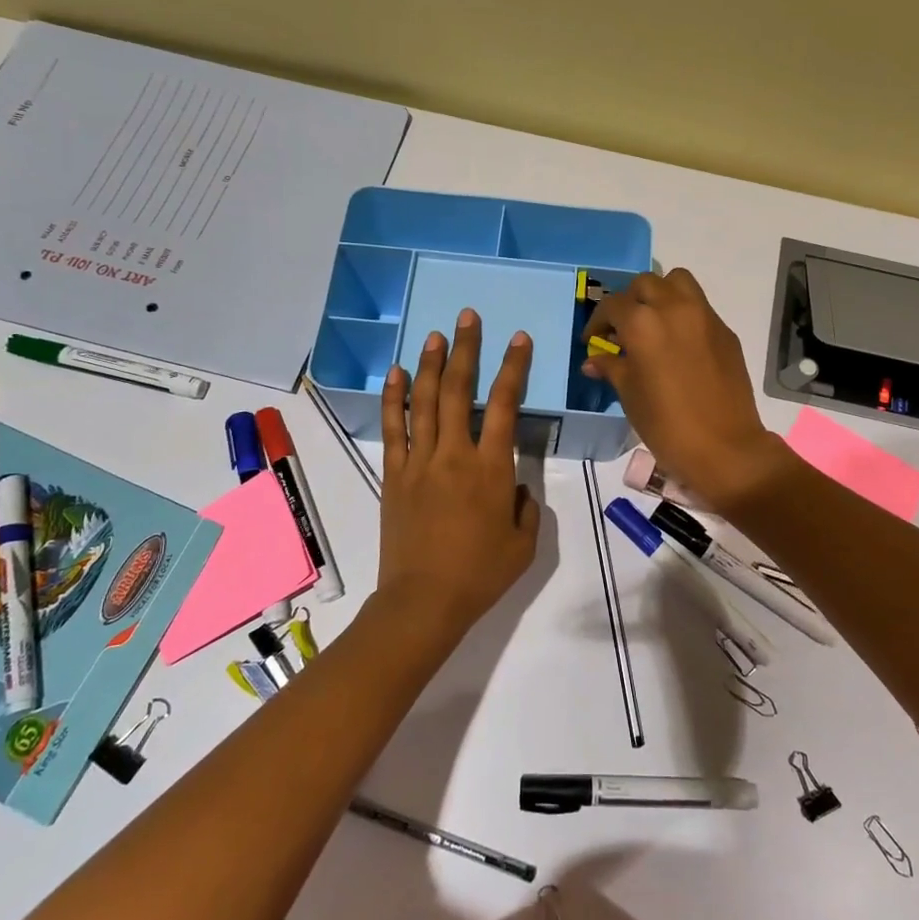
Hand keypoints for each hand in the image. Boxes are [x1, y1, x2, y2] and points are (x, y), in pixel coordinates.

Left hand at [376, 309, 541, 645]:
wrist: (423, 602)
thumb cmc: (480, 574)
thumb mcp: (524, 543)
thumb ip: (525, 505)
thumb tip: (514, 485)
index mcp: (490, 468)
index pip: (504, 404)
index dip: (513, 368)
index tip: (518, 339)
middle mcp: (453, 454)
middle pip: (457, 390)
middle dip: (465, 349)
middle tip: (467, 317)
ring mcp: (419, 462)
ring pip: (422, 401)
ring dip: (429, 364)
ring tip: (434, 333)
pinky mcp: (394, 475)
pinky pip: (393, 428)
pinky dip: (392, 398)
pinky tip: (395, 373)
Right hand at [582, 269, 788, 513]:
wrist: (725, 448)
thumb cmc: (667, 426)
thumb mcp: (630, 396)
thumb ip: (612, 368)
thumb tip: (594, 360)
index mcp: (643, 324)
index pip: (613, 306)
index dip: (598, 322)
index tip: (593, 341)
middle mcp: (674, 309)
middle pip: (645, 284)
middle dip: (629, 301)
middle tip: (623, 328)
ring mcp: (705, 317)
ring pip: (678, 282)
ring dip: (660, 294)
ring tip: (653, 323)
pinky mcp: (726, 331)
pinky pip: (700, 307)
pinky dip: (684, 313)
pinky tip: (679, 344)